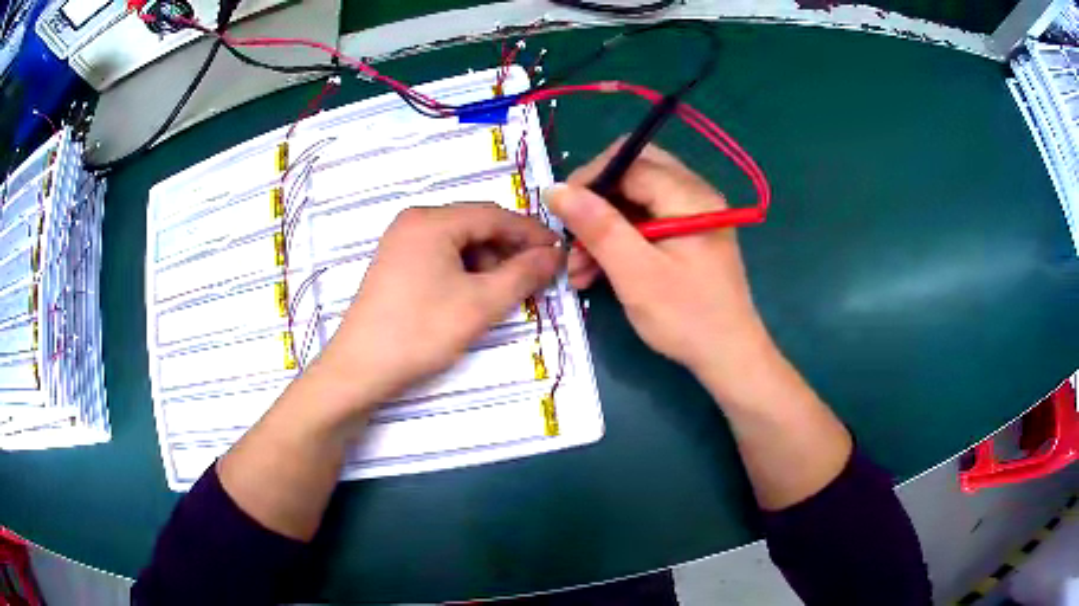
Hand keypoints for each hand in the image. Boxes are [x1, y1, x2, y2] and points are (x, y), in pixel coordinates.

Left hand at [314, 202, 561, 413]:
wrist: (361, 368)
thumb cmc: (420, 331)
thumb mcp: (480, 304)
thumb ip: (523, 275)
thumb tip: (555, 255)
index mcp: (432, 220)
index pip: (495, 215)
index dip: (531, 232)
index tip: (560, 252)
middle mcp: (415, 221)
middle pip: (476, 225)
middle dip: (509, 249)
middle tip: (537, 275)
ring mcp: (401, 241)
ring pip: (459, 241)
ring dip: (488, 261)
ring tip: (506, 291)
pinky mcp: (396, 263)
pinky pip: (441, 255)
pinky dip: (465, 270)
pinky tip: (476, 293)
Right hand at [546, 140, 772, 399]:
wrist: (729, 357)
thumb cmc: (686, 317)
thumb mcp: (636, 273)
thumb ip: (597, 226)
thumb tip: (556, 189)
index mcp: (689, 195)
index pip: (630, 162)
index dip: (589, 179)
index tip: (559, 212)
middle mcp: (694, 194)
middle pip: (633, 173)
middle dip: (596, 201)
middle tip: (572, 233)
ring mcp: (693, 215)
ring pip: (636, 199)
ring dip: (604, 226)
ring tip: (578, 268)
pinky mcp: (689, 235)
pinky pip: (647, 221)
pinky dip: (620, 239)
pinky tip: (597, 271)